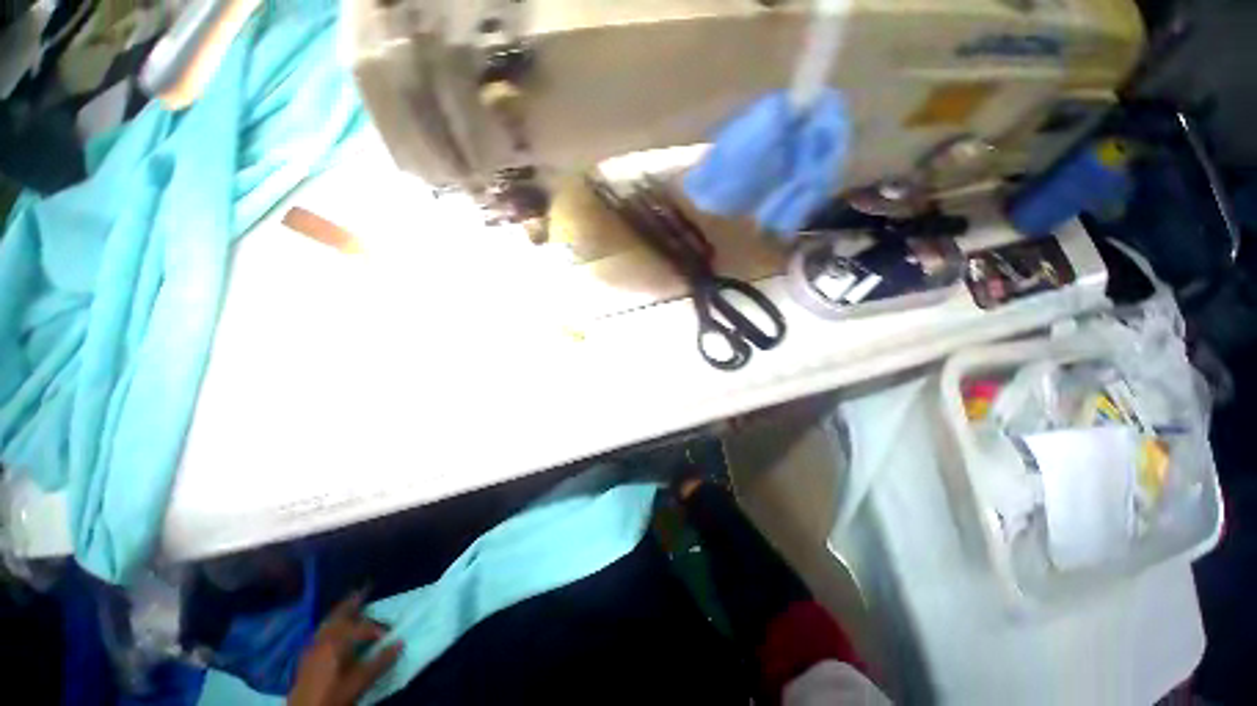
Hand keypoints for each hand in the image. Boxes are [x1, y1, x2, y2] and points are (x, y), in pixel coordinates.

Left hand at [288, 593, 402, 705]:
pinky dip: (330, 624)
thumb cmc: (333, 696)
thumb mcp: (359, 682)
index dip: (377, 628)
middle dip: (353, 602)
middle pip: (339, 615)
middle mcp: (323, 639)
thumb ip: (379, 662)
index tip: (389, 636)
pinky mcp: (305, 656)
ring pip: (328, 622)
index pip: (363, 627)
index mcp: (337, 641)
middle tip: (365, 589)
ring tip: (351, 605)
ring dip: (340, 612)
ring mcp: (311, 647)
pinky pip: (320, 631)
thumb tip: (400, 642)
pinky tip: (333, 629)